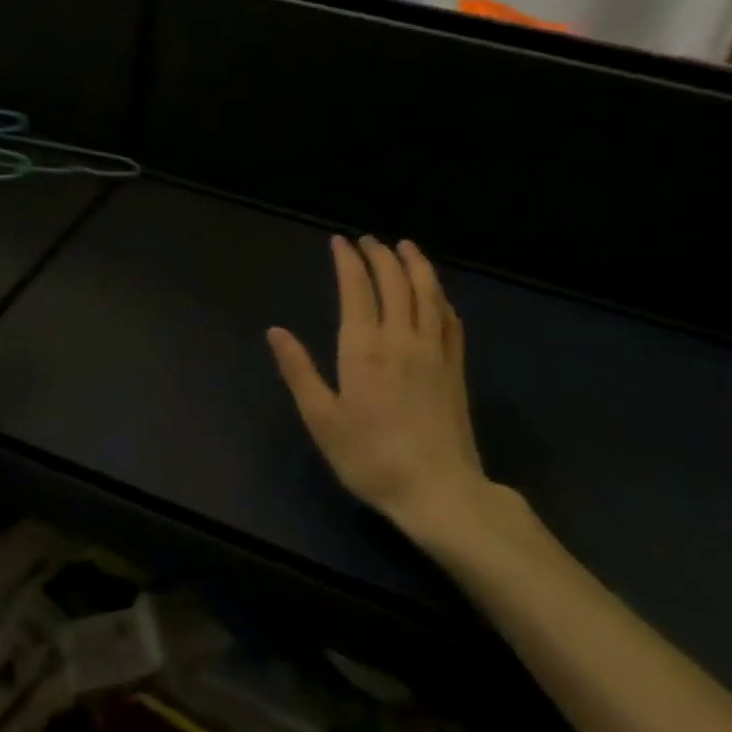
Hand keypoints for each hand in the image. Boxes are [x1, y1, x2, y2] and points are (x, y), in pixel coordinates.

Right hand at [269, 236, 502, 542]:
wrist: (438, 491)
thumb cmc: (370, 457)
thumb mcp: (322, 419)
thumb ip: (299, 371)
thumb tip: (275, 331)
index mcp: (364, 348)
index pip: (357, 288)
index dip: (348, 260)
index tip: (340, 241)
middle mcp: (401, 338)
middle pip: (395, 282)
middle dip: (380, 255)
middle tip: (368, 240)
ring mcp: (434, 351)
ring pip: (428, 293)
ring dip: (416, 264)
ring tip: (406, 247)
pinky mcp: (455, 368)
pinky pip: (450, 319)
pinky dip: (440, 297)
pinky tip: (436, 293)